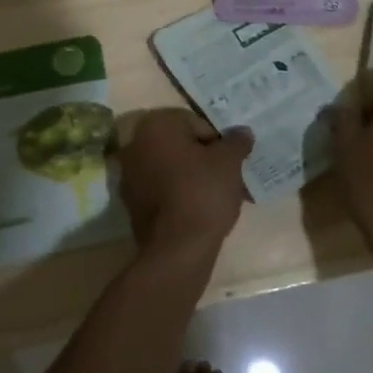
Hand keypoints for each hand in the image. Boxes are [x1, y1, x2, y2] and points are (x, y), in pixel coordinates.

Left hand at [113, 110, 251, 260]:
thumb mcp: (229, 162)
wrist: (177, 249)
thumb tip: (242, 132)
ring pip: (172, 168)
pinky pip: (162, 190)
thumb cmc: (203, 192)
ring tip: (219, 197)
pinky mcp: (131, 204)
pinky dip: (180, 195)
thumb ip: (236, 141)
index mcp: (156, 126)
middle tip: (229, 177)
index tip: (232, 161)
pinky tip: (201, 212)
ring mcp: (129, 176)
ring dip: (194, 177)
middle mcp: (136, 144)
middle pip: (182, 145)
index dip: (219, 141)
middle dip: (206, 159)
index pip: (196, 123)